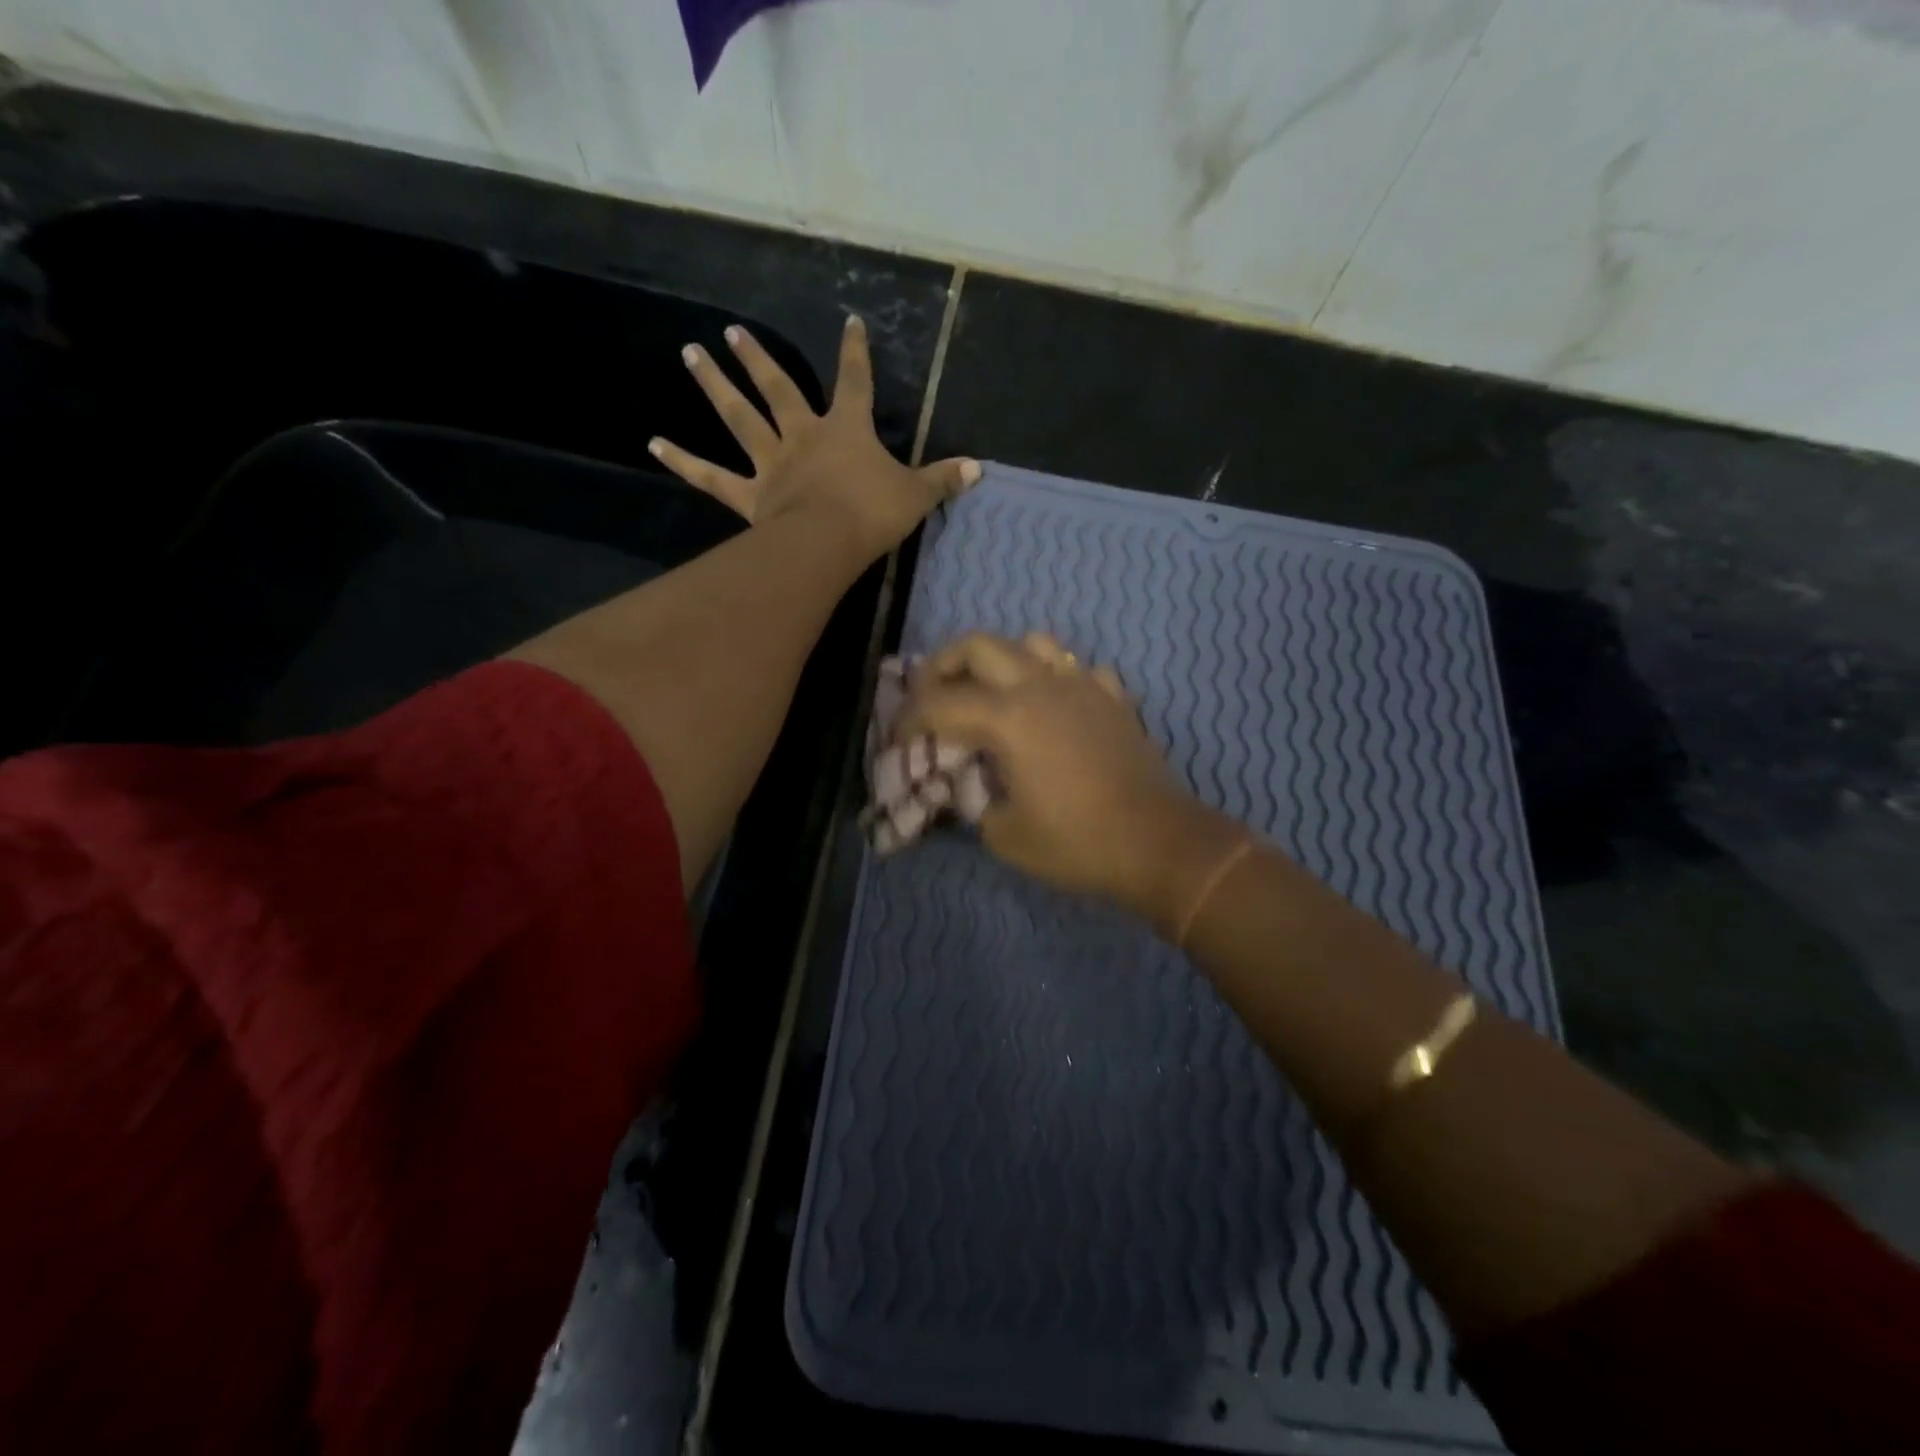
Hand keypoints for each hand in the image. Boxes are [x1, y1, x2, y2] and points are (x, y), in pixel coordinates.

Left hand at [648, 314, 979, 558]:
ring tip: (690, 354)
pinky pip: (711, 476)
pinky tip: (653, 442)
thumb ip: (943, 479)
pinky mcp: (750, 494)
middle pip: (778, 388)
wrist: (831, 542)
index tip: (849, 323)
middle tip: (731, 331)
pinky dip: (682, 460)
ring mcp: (772, 463)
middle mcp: (803, 435)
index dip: (855, 352)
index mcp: (846, 429)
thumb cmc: (874, 513)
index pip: (855, 381)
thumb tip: (978, 469)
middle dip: (758, 359)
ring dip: (714, 385)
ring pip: (739, 418)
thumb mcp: (917, 495)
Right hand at [901, 633, 1233, 921]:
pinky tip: (1052, 708)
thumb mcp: (1005, 835)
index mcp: (1009, 718)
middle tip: (931, 695)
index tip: (896, 738)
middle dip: (943, 664)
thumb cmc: (1077, 843)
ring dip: (1001, 660)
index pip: (941, 703)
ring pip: (1033, 643)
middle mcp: (1042, 686)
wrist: (1159, 844)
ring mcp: (1084, 686)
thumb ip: (976, 803)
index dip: (909, 718)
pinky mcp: (1114, 699)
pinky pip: (1076, 670)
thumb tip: (972, 789)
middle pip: (979, 645)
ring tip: (990, 693)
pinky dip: (1054, 679)